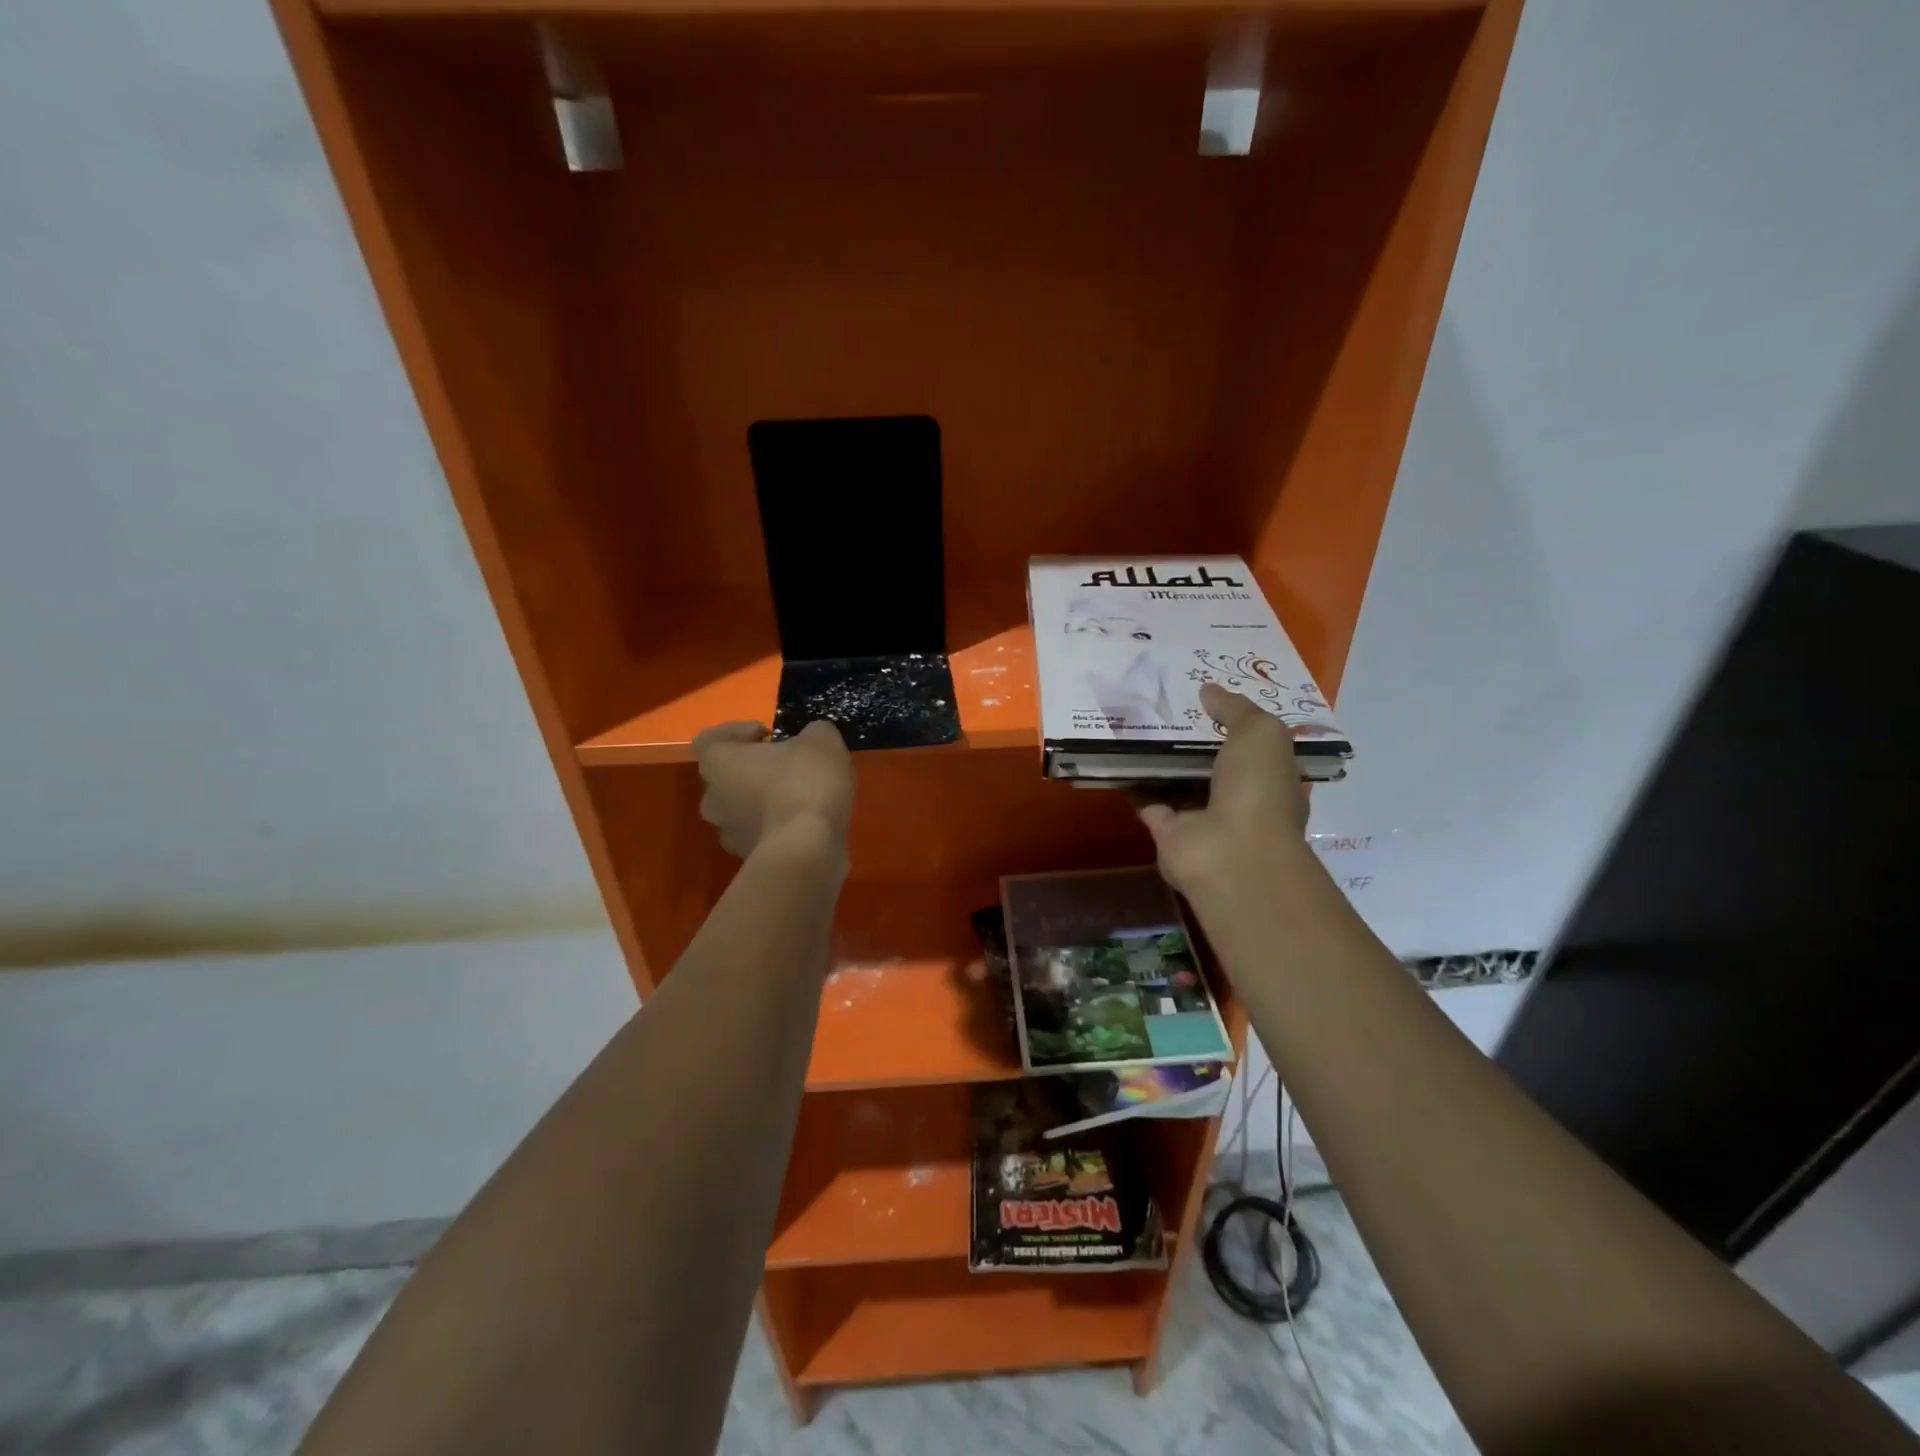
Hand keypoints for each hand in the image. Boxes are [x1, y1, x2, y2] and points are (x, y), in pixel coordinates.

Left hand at [692, 720, 853, 859]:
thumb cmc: (805, 784)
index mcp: (718, 763)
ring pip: (743, 808)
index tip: (767, 735)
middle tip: (788, 765)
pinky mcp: (749, 859)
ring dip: (765, 800)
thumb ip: (813, 732)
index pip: (710, 740)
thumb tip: (812, 739)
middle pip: (727, 776)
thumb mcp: (821, 740)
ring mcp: (728, 833)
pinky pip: (761, 834)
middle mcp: (712, 798)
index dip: (736, 733)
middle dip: (755, 769)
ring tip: (802, 797)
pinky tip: (808, 823)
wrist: (808, 852)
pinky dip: (778, 826)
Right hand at [1136, 683, 1310, 897]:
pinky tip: (1118, 755)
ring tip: (1135, 723)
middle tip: (1163, 706)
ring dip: (1160, 760)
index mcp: (1270, 779)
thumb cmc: (1257, 789)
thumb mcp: (1260, 734)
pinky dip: (1134, 782)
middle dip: (1191, 740)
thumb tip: (1207, 690)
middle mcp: (1239, 801)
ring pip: (1178, 782)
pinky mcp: (1168, 833)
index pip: (1254, 748)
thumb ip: (1235, 709)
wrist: (1231, 853)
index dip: (1233, 723)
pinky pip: (1149, 800)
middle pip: (1212, 764)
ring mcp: (1202, 819)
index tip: (1206, 699)